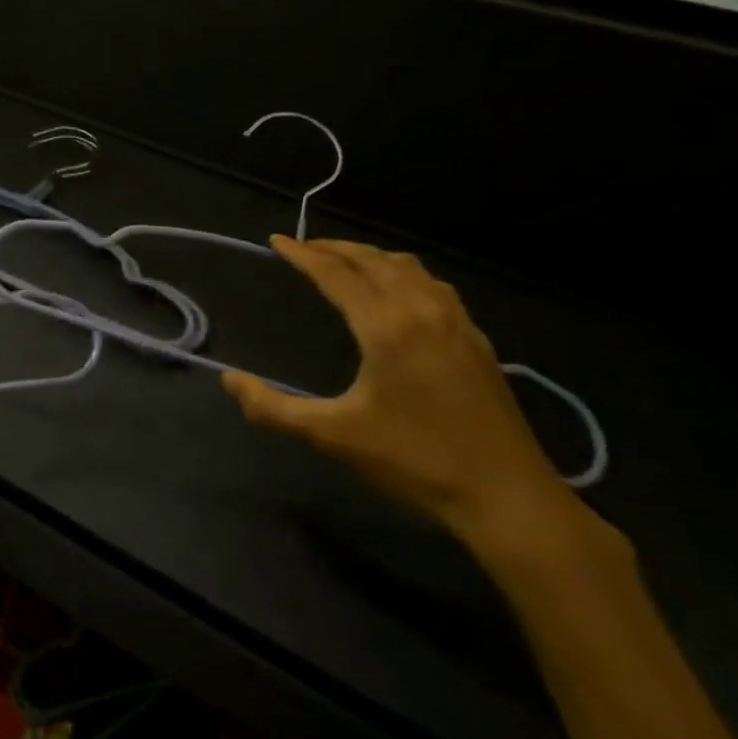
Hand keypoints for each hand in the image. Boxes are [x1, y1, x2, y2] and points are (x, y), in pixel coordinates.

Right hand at [223, 237, 577, 548]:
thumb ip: (274, 409)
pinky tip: (402, 293)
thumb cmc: (415, 463)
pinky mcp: (476, 339)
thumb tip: (229, 380)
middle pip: (372, 260)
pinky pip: (433, 285)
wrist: (508, 497)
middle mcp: (421, 309)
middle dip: (335, 248)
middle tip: (305, 248)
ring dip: (371, 256)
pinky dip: (404, 273)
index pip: (335, 274)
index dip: (303, 254)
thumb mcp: (335, 437)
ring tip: (347, 263)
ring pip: (407, 267)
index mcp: (386, 325)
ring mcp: (456, 321)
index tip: (277, 241)